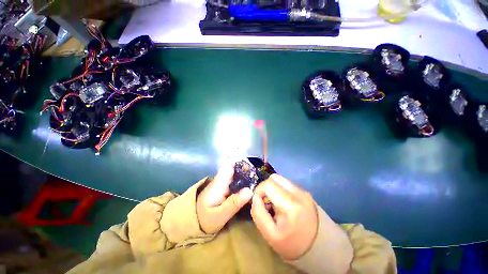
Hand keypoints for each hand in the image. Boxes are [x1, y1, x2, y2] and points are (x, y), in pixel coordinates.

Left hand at [197, 163, 252, 233]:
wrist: (193, 221)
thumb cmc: (206, 219)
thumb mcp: (220, 215)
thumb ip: (234, 203)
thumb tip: (250, 190)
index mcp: (219, 183)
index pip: (228, 165)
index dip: (240, 161)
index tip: (252, 164)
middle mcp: (220, 179)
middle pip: (233, 167)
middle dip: (245, 167)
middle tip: (257, 173)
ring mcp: (221, 182)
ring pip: (234, 171)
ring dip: (244, 172)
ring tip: (256, 176)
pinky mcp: (223, 186)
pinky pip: (233, 178)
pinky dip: (241, 178)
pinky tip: (249, 182)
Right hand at [251, 174, 317, 259]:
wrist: (319, 248)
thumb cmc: (293, 244)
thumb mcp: (270, 235)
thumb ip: (258, 213)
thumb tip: (255, 197)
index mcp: (291, 204)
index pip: (268, 184)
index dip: (259, 190)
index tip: (258, 202)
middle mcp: (299, 193)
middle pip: (274, 178)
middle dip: (265, 188)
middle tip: (265, 202)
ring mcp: (303, 191)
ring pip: (280, 180)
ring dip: (273, 188)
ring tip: (274, 203)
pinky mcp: (304, 192)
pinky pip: (286, 185)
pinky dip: (280, 190)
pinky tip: (282, 203)